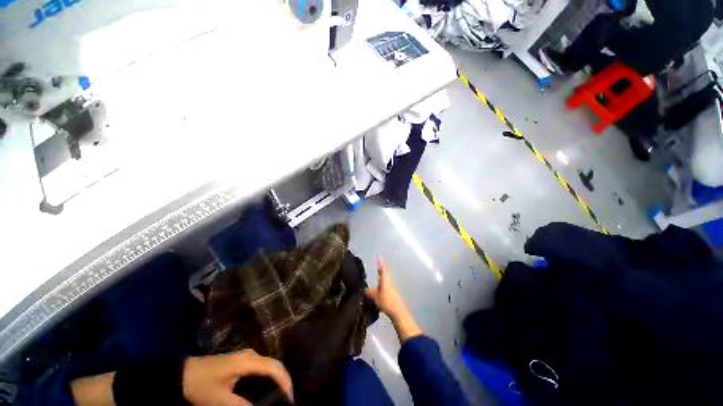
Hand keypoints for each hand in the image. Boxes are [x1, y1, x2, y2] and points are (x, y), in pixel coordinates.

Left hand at [183, 350, 293, 405]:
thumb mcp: (219, 400)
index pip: (274, 367)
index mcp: (248, 361)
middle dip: (284, 380)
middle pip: (274, 364)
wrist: (183, 373)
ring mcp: (247, 356)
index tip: (289, 399)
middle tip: (287, 399)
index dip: (285, 381)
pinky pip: (262, 367)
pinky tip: (268, 388)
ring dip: (277, 378)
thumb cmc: (201, 385)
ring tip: (281, 394)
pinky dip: (269, 376)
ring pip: (269, 364)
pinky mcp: (242, 361)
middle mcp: (251, 355)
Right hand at [365, 256, 421, 342]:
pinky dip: (382, 285)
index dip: (381, 263)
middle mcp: (388, 282)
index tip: (379, 257)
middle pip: (384, 274)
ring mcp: (391, 289)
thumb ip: (368, 293)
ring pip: (385, 281)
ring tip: (377, 277)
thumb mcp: (374, 297)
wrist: (397, 311)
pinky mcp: (392, 295)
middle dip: (381, 270)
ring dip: (382, 278)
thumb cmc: (386, 301)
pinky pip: (386, 287)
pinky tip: (379, 290)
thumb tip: (362, 290)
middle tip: (378, 266)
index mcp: (384, 280)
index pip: (382, 269)